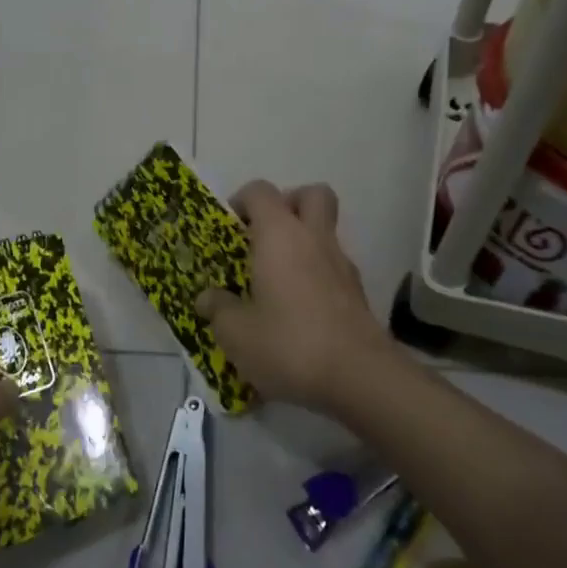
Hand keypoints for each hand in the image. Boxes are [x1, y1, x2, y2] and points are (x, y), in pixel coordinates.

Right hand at [194, 181, 390, 413]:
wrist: (359, 377)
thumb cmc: (288, 343)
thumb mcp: (236, 333)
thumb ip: (218, 309)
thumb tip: (207, 298)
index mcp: (279, 234)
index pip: (260, 191)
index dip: (242, 201)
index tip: (229, 228)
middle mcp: (313, 238)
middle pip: (311, 194)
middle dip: (288, 204)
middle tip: (265, 235)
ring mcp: (342, 264)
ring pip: (325, 231)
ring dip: (304, 242)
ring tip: (278, 278)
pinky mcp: (358, 293)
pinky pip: (334, 266)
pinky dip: (317, 274)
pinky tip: (299, 309)